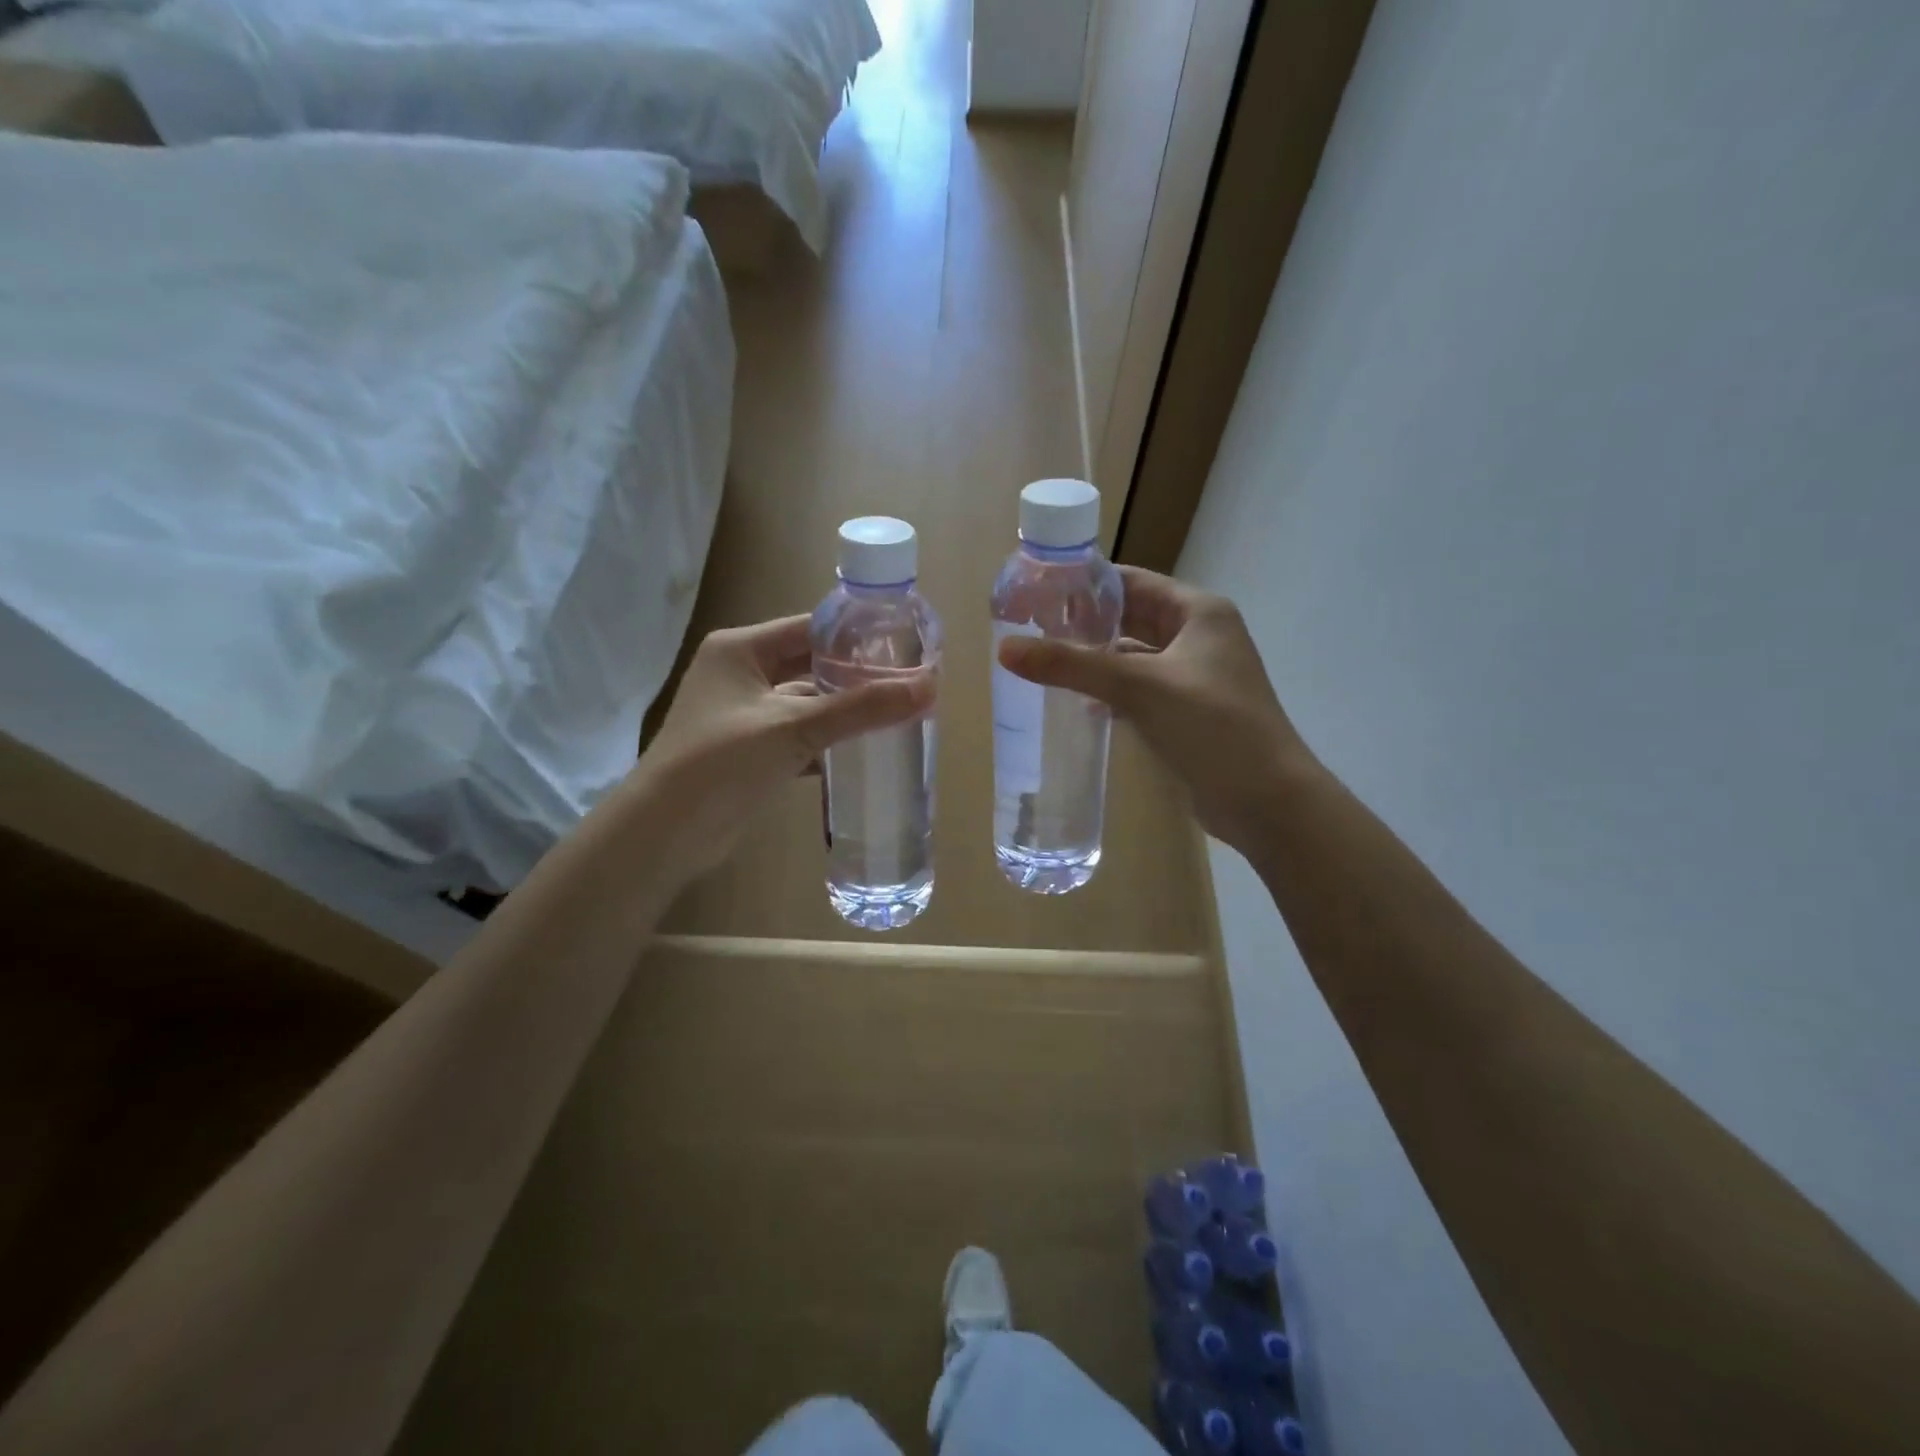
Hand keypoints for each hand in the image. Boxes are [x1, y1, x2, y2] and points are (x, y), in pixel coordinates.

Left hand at [634, 615, 934, 878]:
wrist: (665, 834)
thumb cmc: (721, 763)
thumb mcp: (794, 728)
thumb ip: (860, 708)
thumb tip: (928, 687)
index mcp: (740, 649)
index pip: (810, 628)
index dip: (856, 636)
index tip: (905, 645)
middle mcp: (740, 674)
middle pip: (811, 665)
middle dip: (856, 677)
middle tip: (909, 683)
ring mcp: (744, 715)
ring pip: (808, 704)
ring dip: (845, 713)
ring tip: (899, 715)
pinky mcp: (751, 751)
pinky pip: (800, 737)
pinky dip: (828, 743)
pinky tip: (866, 751)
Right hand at [997, 567, 1310, 851]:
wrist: (1267, 800)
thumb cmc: (1211, 726)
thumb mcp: (1138, 687)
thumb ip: (1071, 665)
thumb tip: (1006, 649)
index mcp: (1198, 612)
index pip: (1132, 582)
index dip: (1085, 584)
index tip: (1036, 592)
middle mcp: (1200, 636)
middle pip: (1132, 618)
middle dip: (1085, 624)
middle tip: (1031, 629)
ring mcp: (1196, 677)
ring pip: (1134, 657)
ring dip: (1096, 661)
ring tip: (1045, 663)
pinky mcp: (1189, 713)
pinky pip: (1141, 691)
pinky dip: (1111, 692)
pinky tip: (1079, 703)